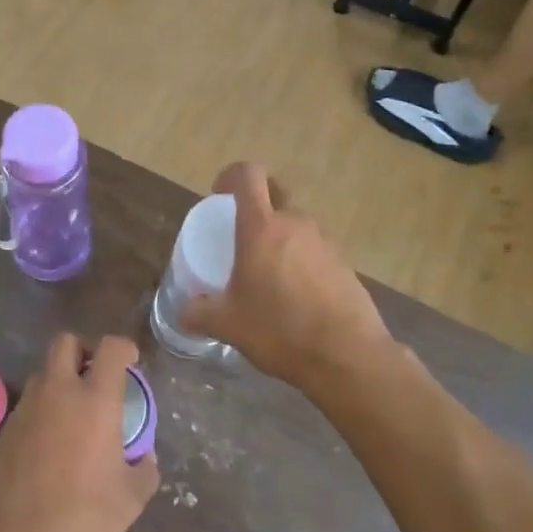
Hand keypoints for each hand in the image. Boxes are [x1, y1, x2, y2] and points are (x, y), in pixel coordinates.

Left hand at [0, 335, 158, 531]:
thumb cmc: (84, 520)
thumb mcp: (131, 498)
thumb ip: (144, 469)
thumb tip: (144, 458)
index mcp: (95, 401)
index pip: (110, 348)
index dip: (124, 348)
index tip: (131, 362)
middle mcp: (58, 393)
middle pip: (66, 342)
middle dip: (84, 350)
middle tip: (97, 377)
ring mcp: (26, 409)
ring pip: (43, 372)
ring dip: (61, 380)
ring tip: (74, 413)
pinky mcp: (5, 430)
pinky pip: (28, 403)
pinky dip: (43, 409)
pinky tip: (51, 443)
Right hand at [181, 164, 393, 395]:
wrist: (347, 356)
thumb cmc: (279, 330)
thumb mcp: (228, 325)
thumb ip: (200, 314)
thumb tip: (185, 312)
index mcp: (262, 227)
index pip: (248, 175)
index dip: (231, 176)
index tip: (219, 196)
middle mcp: (296, 224)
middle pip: (276, 193)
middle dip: (257, 203)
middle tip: (242, 233)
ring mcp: (325, 242)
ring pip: (297, 224)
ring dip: (280, 235)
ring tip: (268, 271)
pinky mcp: (345, 264)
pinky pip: (316, 250)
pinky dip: (301, 260)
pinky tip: (295, 294)